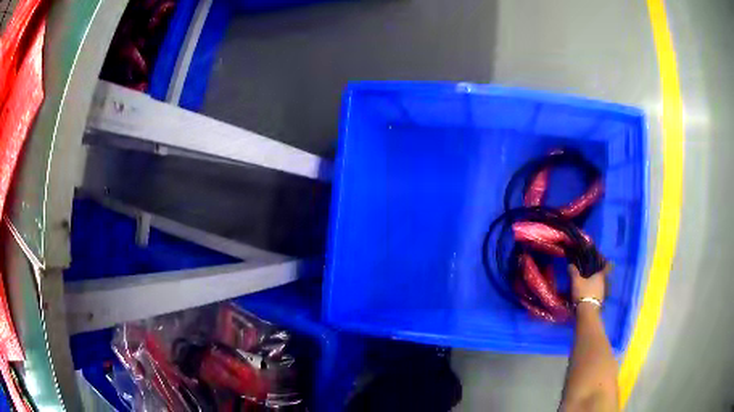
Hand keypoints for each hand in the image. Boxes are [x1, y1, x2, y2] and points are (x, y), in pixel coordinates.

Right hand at [569, 262, 611, 303]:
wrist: (587, 311)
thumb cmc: (583, 292)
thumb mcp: (576, 281)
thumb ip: (574, 273)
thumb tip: (570, 265)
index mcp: (600, 275)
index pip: (607, 266)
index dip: (605, 262)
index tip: (602, 259)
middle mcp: (603, 283)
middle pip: (603, 275)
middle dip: (598, 273)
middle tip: (591, 271)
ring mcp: (602, 292)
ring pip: (600, 284)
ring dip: (596, 283)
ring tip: (589, 283)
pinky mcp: (599, 301)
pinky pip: (598, 292)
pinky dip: (594, 291)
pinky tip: (589, 292)